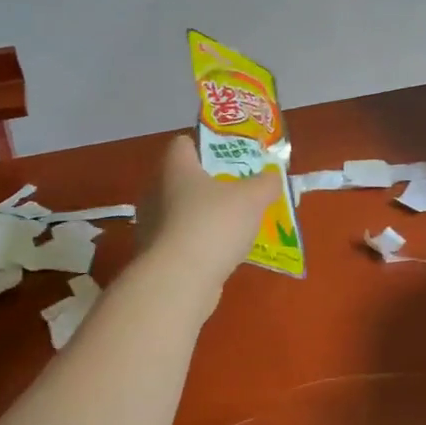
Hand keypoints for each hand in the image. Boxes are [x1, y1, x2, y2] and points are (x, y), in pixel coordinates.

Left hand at [137, 135, 282, 307]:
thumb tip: (273, 177)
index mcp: (175, 167)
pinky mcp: (156, 255)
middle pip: (184, 178)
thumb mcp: (253, 198)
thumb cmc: (214, 225)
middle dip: (211, 183)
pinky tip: (222, 253)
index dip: (207, 145)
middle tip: (240, 191)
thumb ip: (266, 183)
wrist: (180, 281)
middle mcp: (156, 191)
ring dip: (205, 216)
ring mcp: (152, 225)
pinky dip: (200, 243)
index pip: (183, 143)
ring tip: (236, 225)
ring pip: (183, 211)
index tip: (231, 157)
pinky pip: (182, 240)